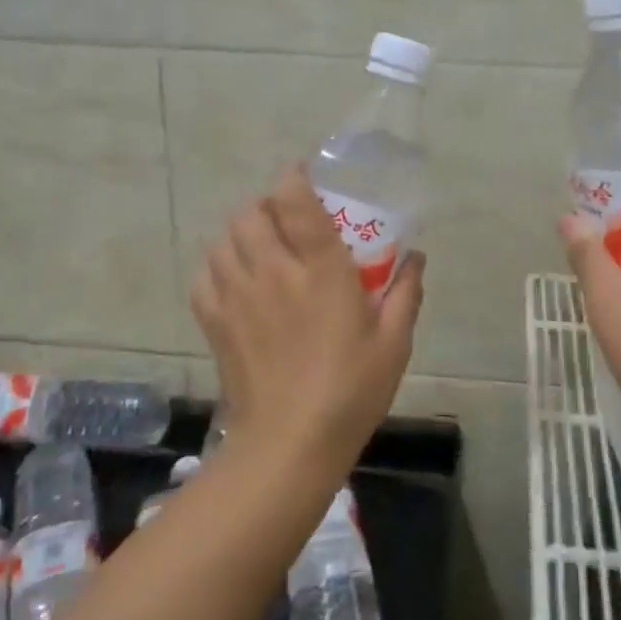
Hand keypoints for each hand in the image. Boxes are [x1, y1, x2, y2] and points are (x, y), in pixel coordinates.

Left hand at [190, 163, 424, 464]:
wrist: (290, 444)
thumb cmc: (351, 391)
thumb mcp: (394, 342)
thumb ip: (405, 292)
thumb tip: (416, 257)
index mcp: (321, 270)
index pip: (295, 201)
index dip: (293, 178)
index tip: (302, 176)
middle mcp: (273, 271)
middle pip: (252, 212)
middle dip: (268, 205)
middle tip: (288, 220)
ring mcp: (238, 295)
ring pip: (224, 238)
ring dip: (241, 232)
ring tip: (261, 247)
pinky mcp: (215, 322)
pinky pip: (205, 275)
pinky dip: (217, 266)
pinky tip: (236, 281)